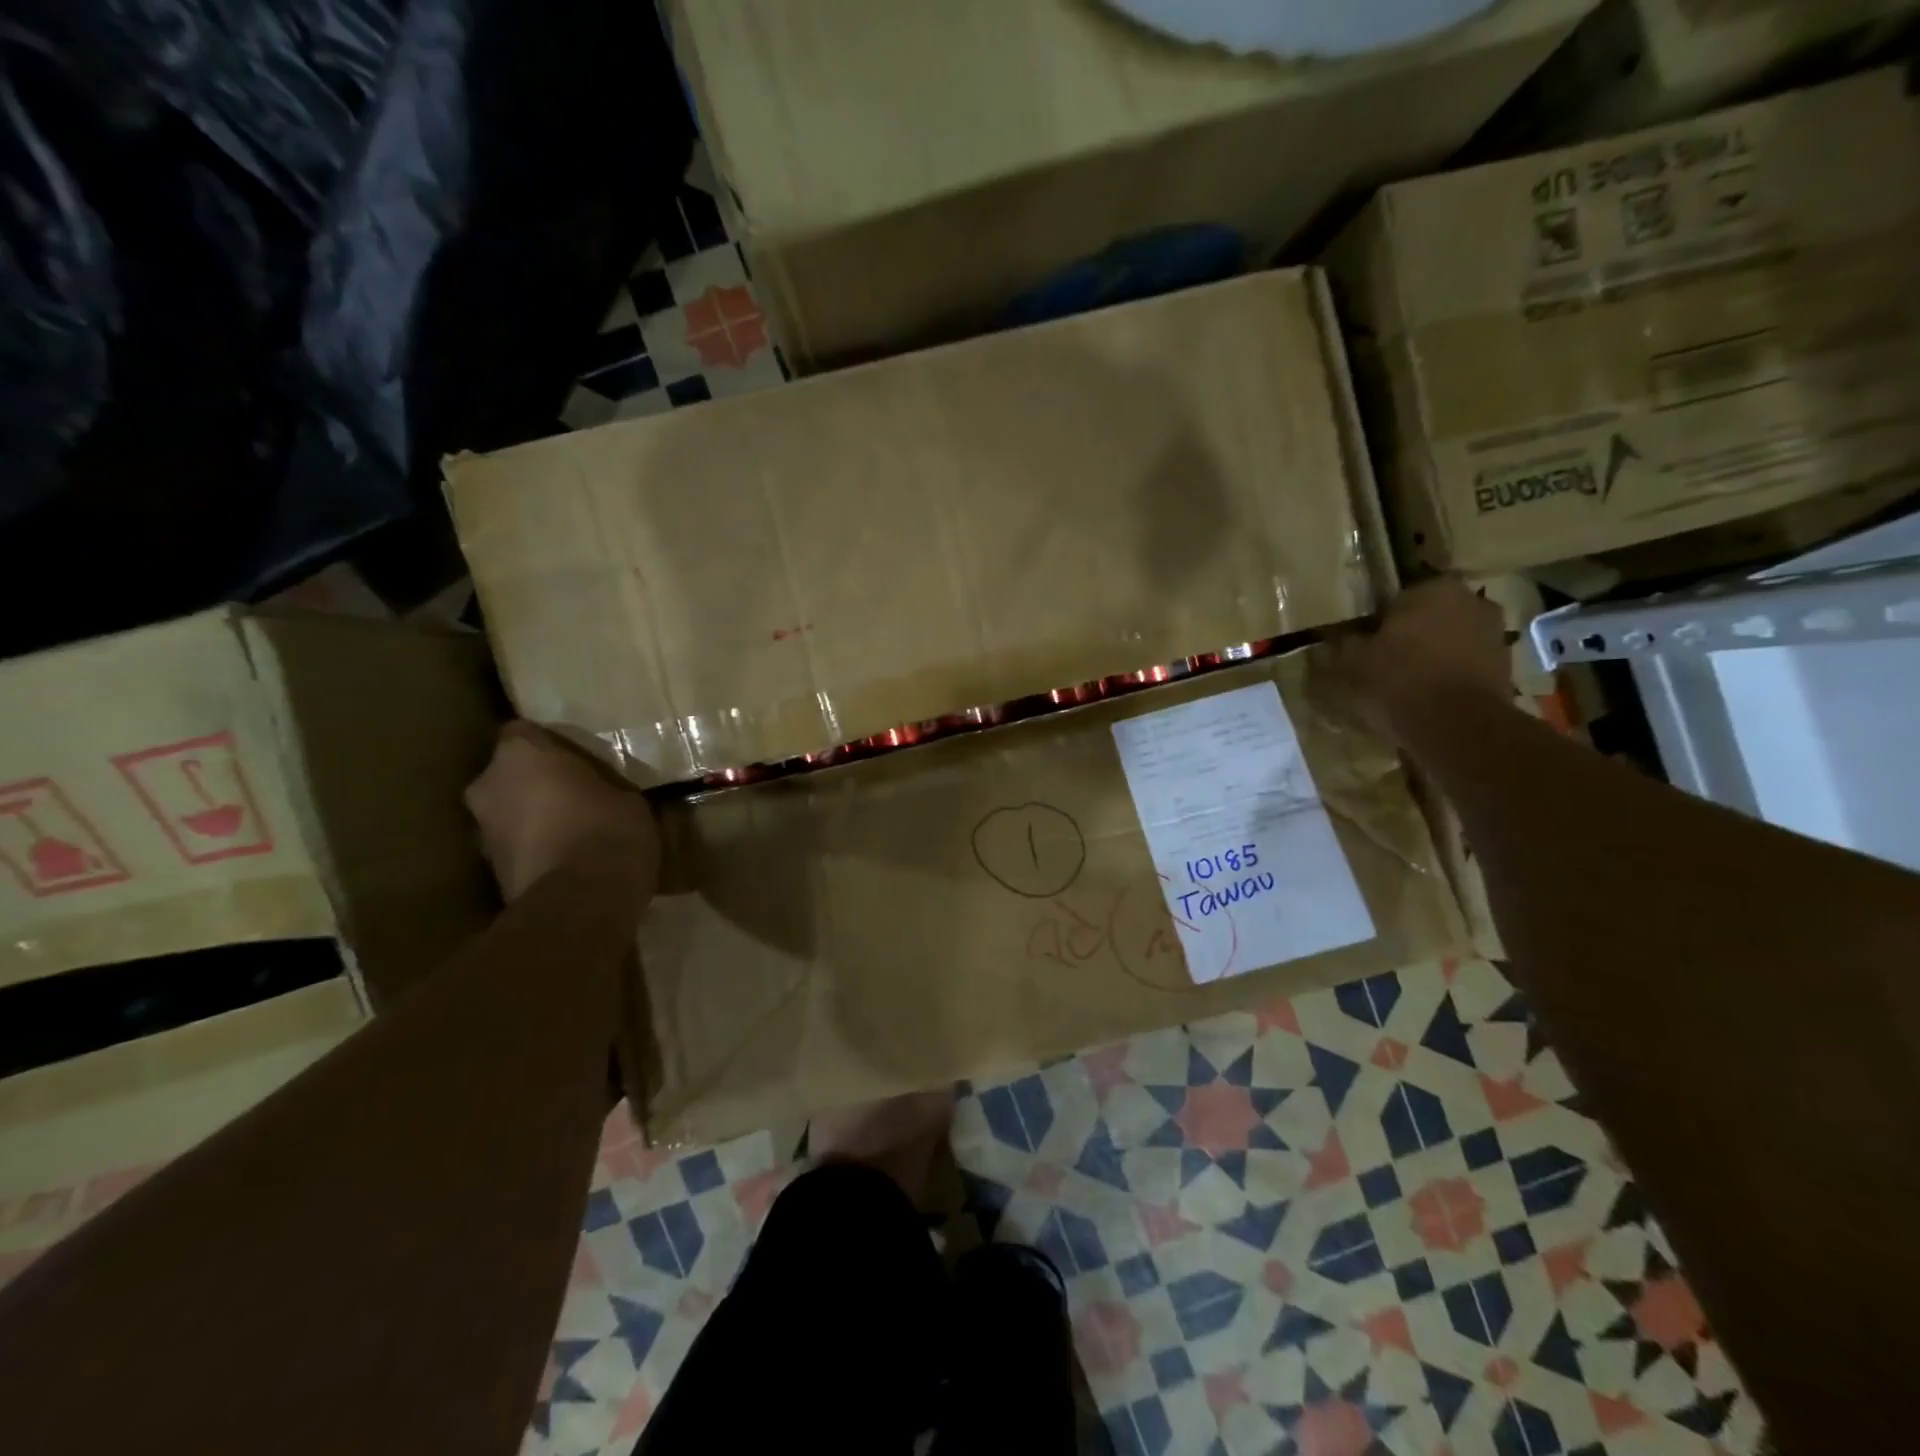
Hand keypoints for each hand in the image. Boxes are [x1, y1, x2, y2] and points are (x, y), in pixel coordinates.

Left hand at [465, 722, 659, 901]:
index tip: (575, 756)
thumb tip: (602, 795)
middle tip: (576, 794)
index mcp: (521, 756)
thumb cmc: (608, 831)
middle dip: (536, 784)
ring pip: (509, 813)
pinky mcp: (489, 872)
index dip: (548, 744)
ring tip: (574, 831)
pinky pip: (516, 848)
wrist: (580, 904)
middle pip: (509, 775)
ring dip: (533, 819)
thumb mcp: (627, 799)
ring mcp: (482, 832)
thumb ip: (602, 788)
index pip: (523, 732)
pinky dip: (535, 850)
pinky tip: (568, 860)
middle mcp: (488, 786)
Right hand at [1327, 576, 1508, 742]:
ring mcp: (1495, 634)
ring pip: (1451, 639)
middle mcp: (1472, 600)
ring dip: (1433, 654)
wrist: (1456, 728)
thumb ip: (1342, 643)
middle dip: (1411, 634)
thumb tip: (1336, 636)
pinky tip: (1429, 697)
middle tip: (1384, 661)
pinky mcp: (1506, 666)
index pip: (1398, 596)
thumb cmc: (1397, 681)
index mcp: (1433, 588)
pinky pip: (1466, 664)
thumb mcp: (1351, 662)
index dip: (1380, 620)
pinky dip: (1450, 675)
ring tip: (1407, 683)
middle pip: (1430, 616)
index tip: (1365, 642)